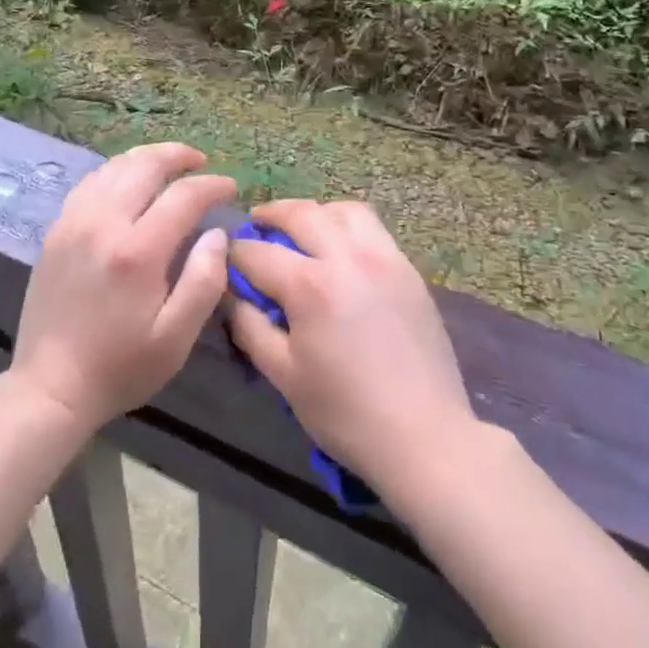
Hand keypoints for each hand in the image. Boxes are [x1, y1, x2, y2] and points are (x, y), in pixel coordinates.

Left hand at [10, 143, 232, 433]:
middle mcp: (103, 223)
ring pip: (114, 167)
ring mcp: (74, 222)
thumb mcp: (175, 339)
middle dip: (178, 156)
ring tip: (170, 163)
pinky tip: (129, 179)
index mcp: (137, 252)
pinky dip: (116, 170)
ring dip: (146, 158)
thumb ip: (204, 281)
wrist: (50, 387)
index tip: (231, 187)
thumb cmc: (120, 367)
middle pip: (145, 166)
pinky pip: (90, 182)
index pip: (182, 196)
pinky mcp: (56, 229)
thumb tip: (217, 234)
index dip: (211, 186)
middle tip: (201, 162)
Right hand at [227, 200, 477, 494]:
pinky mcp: (408, 269)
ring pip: (343, 210)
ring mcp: (384, 258)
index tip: (224, 258)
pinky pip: (373, 228)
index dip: (234, 253)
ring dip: (315, 213)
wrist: (425, 436)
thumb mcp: (284, 376)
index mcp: (311, 286)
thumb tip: (231, 295)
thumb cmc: (346, 413)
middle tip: (256, 223)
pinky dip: (348, 226)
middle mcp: (347, 258)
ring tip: (303, 230)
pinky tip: (340, 250)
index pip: (258, 253)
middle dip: (271, 214)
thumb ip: (250, 327)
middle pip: (302, 213)